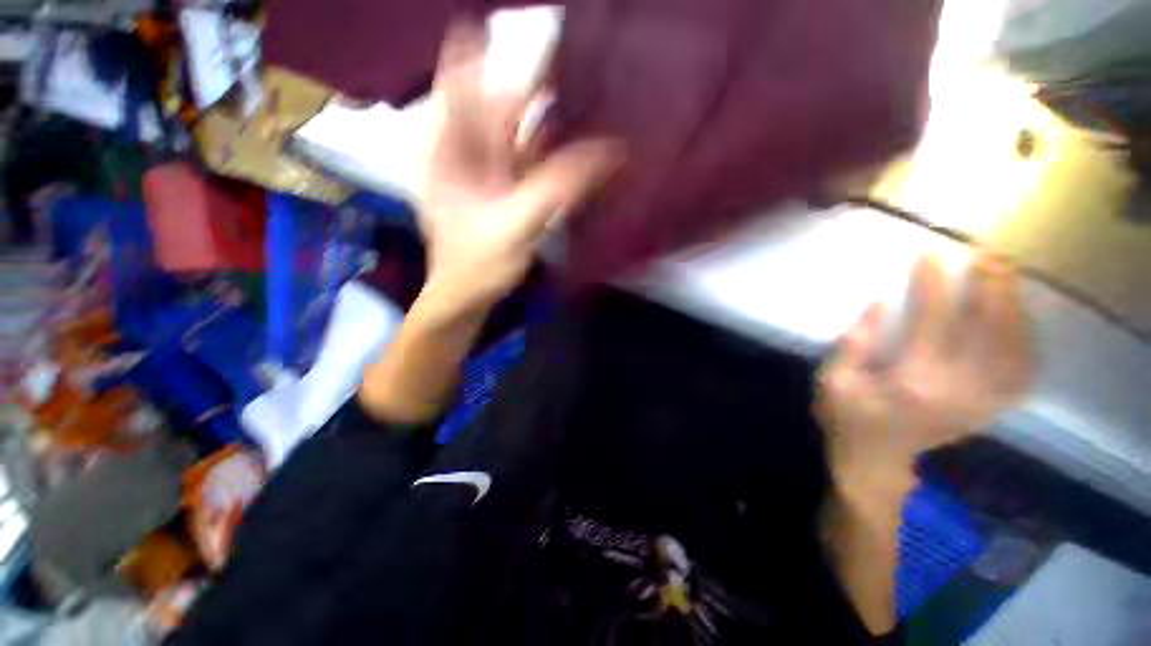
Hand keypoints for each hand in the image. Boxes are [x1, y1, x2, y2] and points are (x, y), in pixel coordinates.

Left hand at [416, 19, 623, 315]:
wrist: (468, 298)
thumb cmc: (476, 266)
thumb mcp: (515, 224)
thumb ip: (559, 187)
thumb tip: (609, 153)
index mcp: (449, 149)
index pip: (461, 80)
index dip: (481, 47)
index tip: (508, 22)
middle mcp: (467, 151)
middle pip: (499, 103)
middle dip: (533, 82)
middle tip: (574, 56)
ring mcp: (490, 172)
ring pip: (520, 132)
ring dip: (550, 116)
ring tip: (584, 90)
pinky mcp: (509, 190)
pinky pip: (533, 160)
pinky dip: (555, 151)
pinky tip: (578, 141)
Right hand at [816, 252, 1033, 499]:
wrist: (874, 463)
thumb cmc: (845, 418)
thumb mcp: (833, 381)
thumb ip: (852, 345)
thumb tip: (876, 306)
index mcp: (912, 381)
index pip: (933, 322)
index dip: (933, 286)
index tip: (931, 256)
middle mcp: (957, 389)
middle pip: (988, 330)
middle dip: (991, 287)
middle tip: (988, 256)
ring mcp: (979, 402)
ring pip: (1014, 348)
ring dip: (1015, 309)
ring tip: (1007, 278)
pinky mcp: (987, 410)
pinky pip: (1022, 375)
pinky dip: (1028, 345)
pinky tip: (1022, 324)